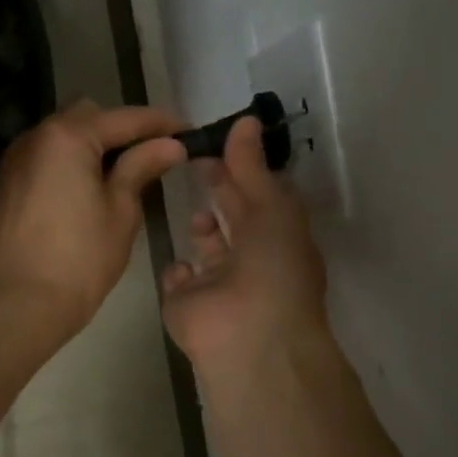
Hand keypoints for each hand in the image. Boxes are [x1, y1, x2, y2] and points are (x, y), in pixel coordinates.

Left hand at [0, 100, 186, 342]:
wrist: (20, 305)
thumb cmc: (81, 260)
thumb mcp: (121, 211)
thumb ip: (141, 167)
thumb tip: (169, 144)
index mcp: (68, 137)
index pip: (124, 119)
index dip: (160, 123)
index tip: (187, 131)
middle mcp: (34, 138)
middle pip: (86, 118)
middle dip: (120, 130)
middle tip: (151, 155)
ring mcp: (12, 162)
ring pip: (59, 138)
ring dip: (90, 147)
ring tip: (118, 175)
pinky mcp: (1, 187)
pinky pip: (41, 161)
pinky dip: (65, 166)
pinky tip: (81, 194)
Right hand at [161, 116, 331, 378]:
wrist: (248, 336)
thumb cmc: (272, 267)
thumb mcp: (270, 207)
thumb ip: (252, 165)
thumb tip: (246, 120)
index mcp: (279, 239)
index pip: (260, 196)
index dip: (241, 169)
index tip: (215, 143)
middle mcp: (253, 261)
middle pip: (234, 219)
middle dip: (219, 190)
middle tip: (193, 159)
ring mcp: (219, 286)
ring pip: (209, 251)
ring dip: (202, 229)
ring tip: (195, 213)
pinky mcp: (187, 305)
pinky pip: (179, 280)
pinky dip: (178, 270)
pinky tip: (181, 264)